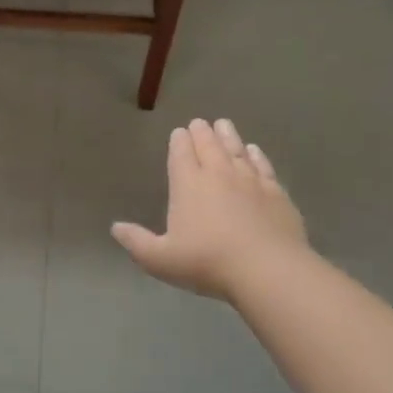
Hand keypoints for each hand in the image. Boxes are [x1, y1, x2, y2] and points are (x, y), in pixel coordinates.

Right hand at [111, 118, 308, 300]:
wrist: (267, 269)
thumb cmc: (207, 262)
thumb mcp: (160, 259)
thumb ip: (136, 242)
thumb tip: (116, 228)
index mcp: (188, 184)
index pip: (181, 154)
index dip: (179, 141)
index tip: (179, 132)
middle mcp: (219, 174)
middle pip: (209, 145)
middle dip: (202, 132)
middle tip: (199, 122)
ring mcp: (250, 181)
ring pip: (236, 150)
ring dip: (228, 136)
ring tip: (223, 124)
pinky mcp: (276, 192)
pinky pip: (263, 166)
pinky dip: (257, 155)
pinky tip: (254, 151)